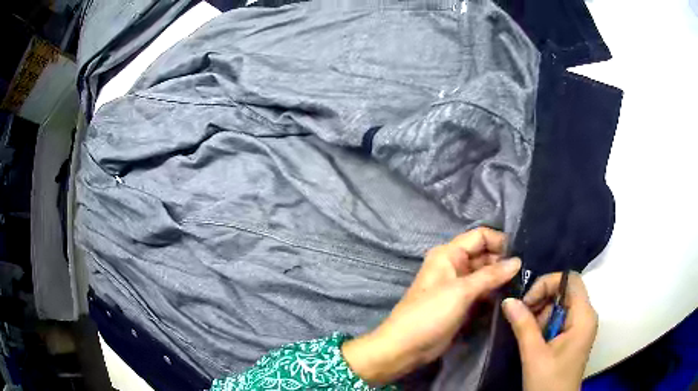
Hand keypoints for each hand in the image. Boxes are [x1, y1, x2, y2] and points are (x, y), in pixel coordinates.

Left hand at [342, 227, 520, 384]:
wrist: (406, 347)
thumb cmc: (430, 313)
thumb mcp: (461, 291)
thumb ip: (491, 275)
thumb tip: (518, 261)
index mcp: (449, 254)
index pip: (480, 236)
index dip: (500, 242)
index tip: (522, 253)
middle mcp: (455, 266)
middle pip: (485, 255)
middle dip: (505, 262)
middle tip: (528, 271)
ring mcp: (460, 286)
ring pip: (486, 275)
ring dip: (502, 279)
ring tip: (525, 283)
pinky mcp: (463, 304)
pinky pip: (483, 292)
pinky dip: (496, 293)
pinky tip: (513, 296)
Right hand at [502, 272, 597, 390]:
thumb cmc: (548, 382)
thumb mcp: (534, 355)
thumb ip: (523, 325)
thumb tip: (508, 300)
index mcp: (584, 316)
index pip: (570, 280)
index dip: (548, 283)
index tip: (526, 302)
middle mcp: (586, 316)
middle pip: (564, 291)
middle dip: (541, 301)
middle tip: (522, 319)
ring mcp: (580, 326)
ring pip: (560, 305)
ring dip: (541, 315)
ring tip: (528, 335)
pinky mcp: (574, 335)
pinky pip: (559, 318)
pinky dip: (544, 324)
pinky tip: (534, 340)